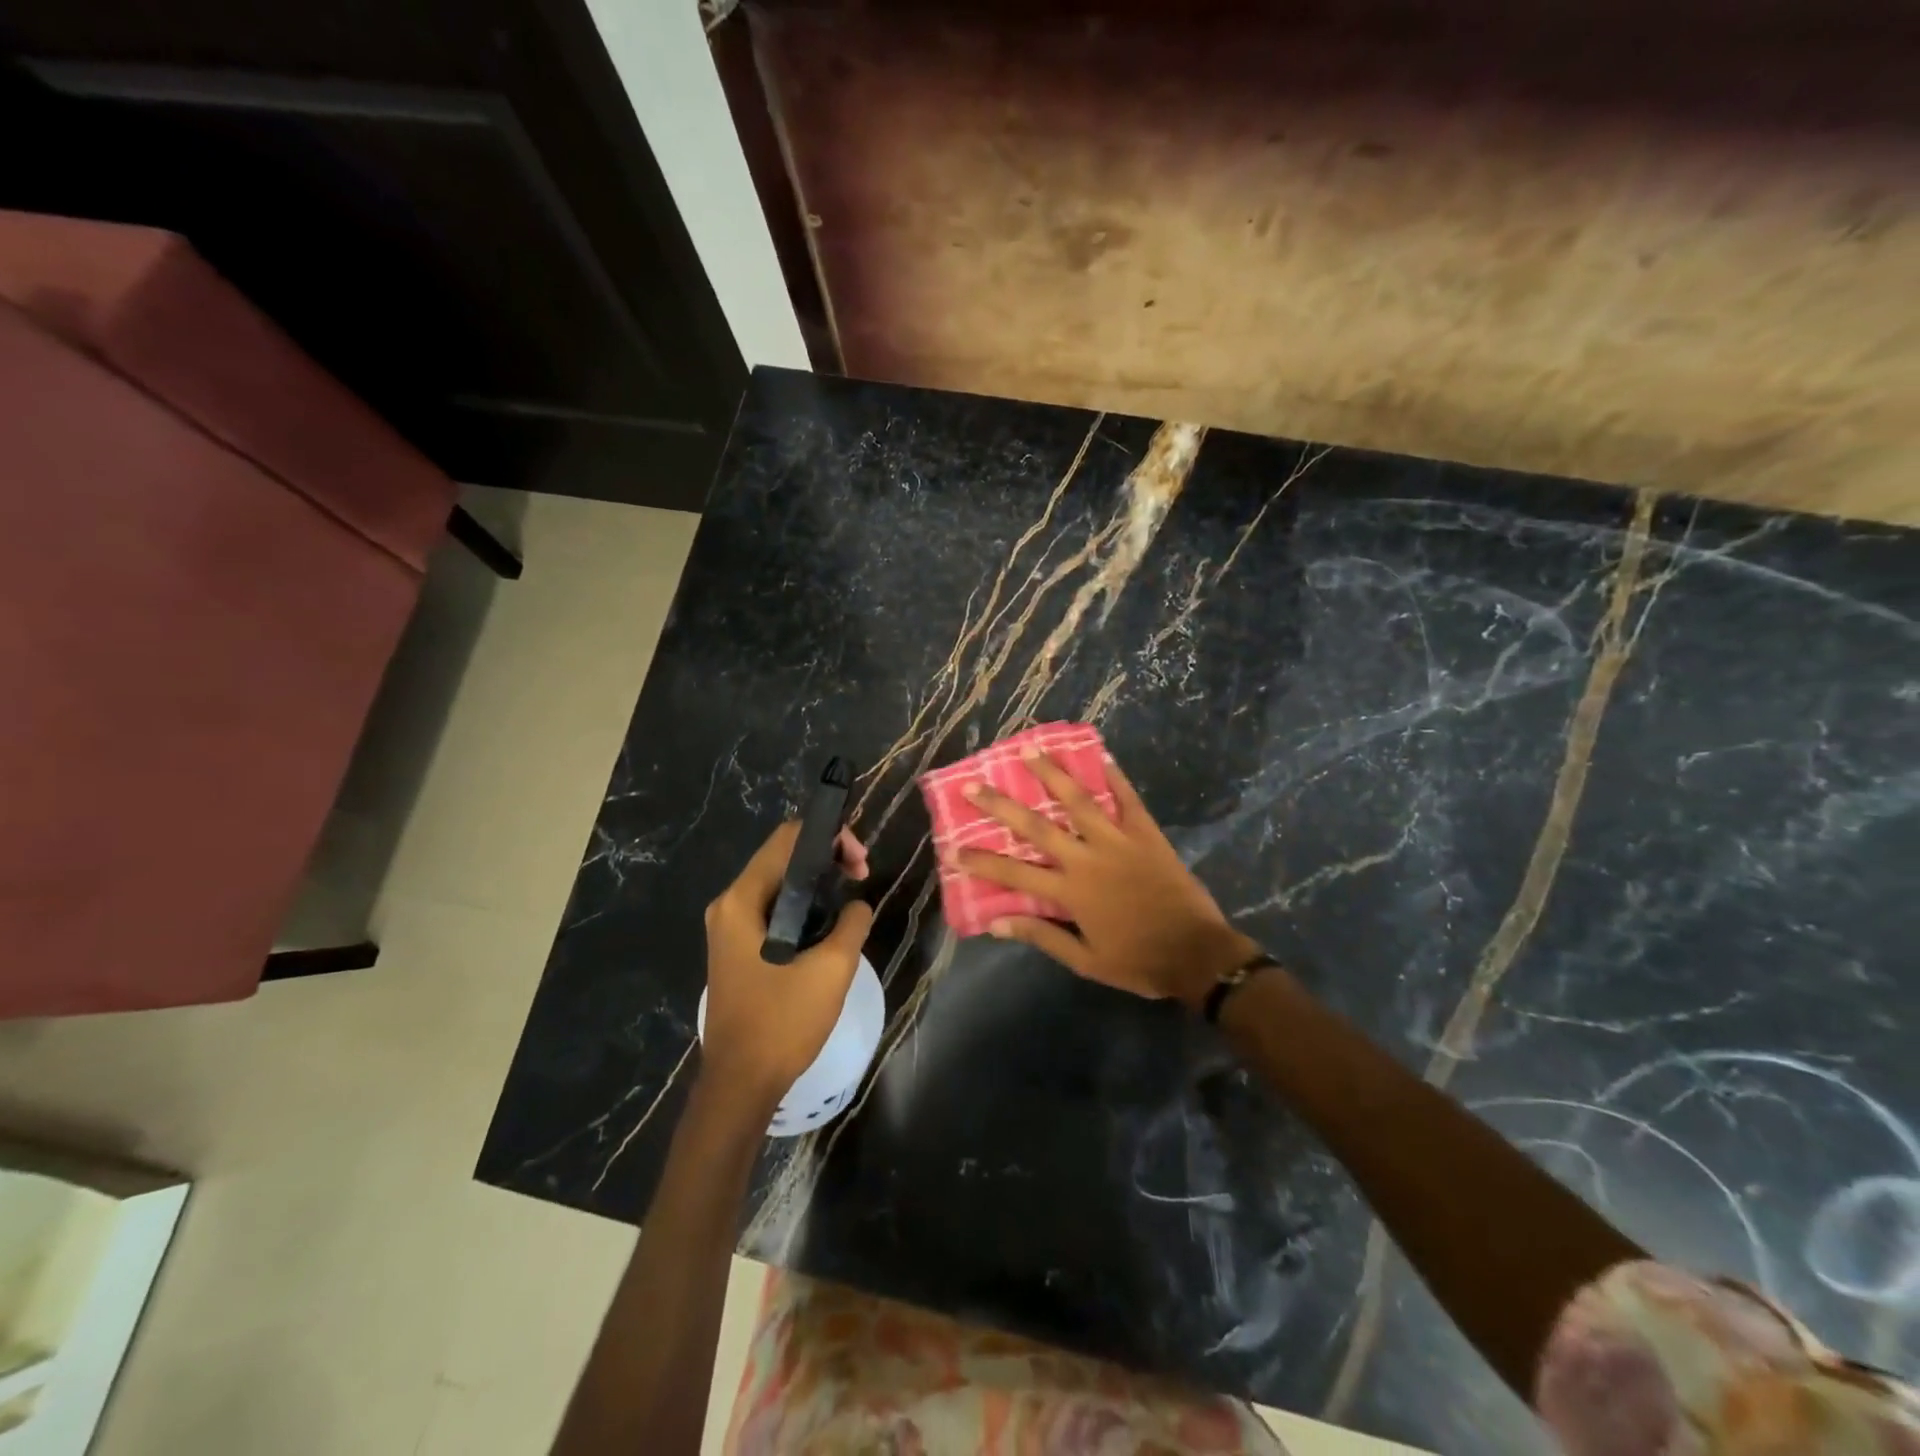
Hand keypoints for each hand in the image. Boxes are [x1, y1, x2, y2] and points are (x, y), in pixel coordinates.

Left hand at [701, 823, 873, 1108]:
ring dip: (816, 885)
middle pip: (781, 858)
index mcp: (742, 900)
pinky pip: (772, 910)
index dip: (829, 838)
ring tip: (850, 902)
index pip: (787, 839)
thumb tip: (856, 905)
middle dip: (825, 860)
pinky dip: (801, 907)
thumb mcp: (832, 968)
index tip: (860, 864)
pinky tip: (827, 926)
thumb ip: (852, 922)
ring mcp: (728, 928)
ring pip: (778, 885)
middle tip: (861, 879)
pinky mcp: (736, 949)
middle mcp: (729, 905)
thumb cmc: (782, 1022)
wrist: (741, 1084)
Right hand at [958, 751, 1259, 1007]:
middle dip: (1001, 805)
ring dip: (1051, 773)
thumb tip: (997, 922)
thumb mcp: (1085, 960)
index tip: (951, 848)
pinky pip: (1127, 799)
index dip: (981, 861)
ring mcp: (1118, 841)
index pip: (1014, 872)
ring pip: (1078, 800)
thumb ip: (1042, 935)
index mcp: (1070, 891)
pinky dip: (1114, 776)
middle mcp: (1087, 858)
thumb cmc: (1137, 960)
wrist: (1196, 954)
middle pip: (1036, 826)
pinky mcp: (1146, 834)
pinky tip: (1100, 755)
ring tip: (1029, 749)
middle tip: (973, 785)